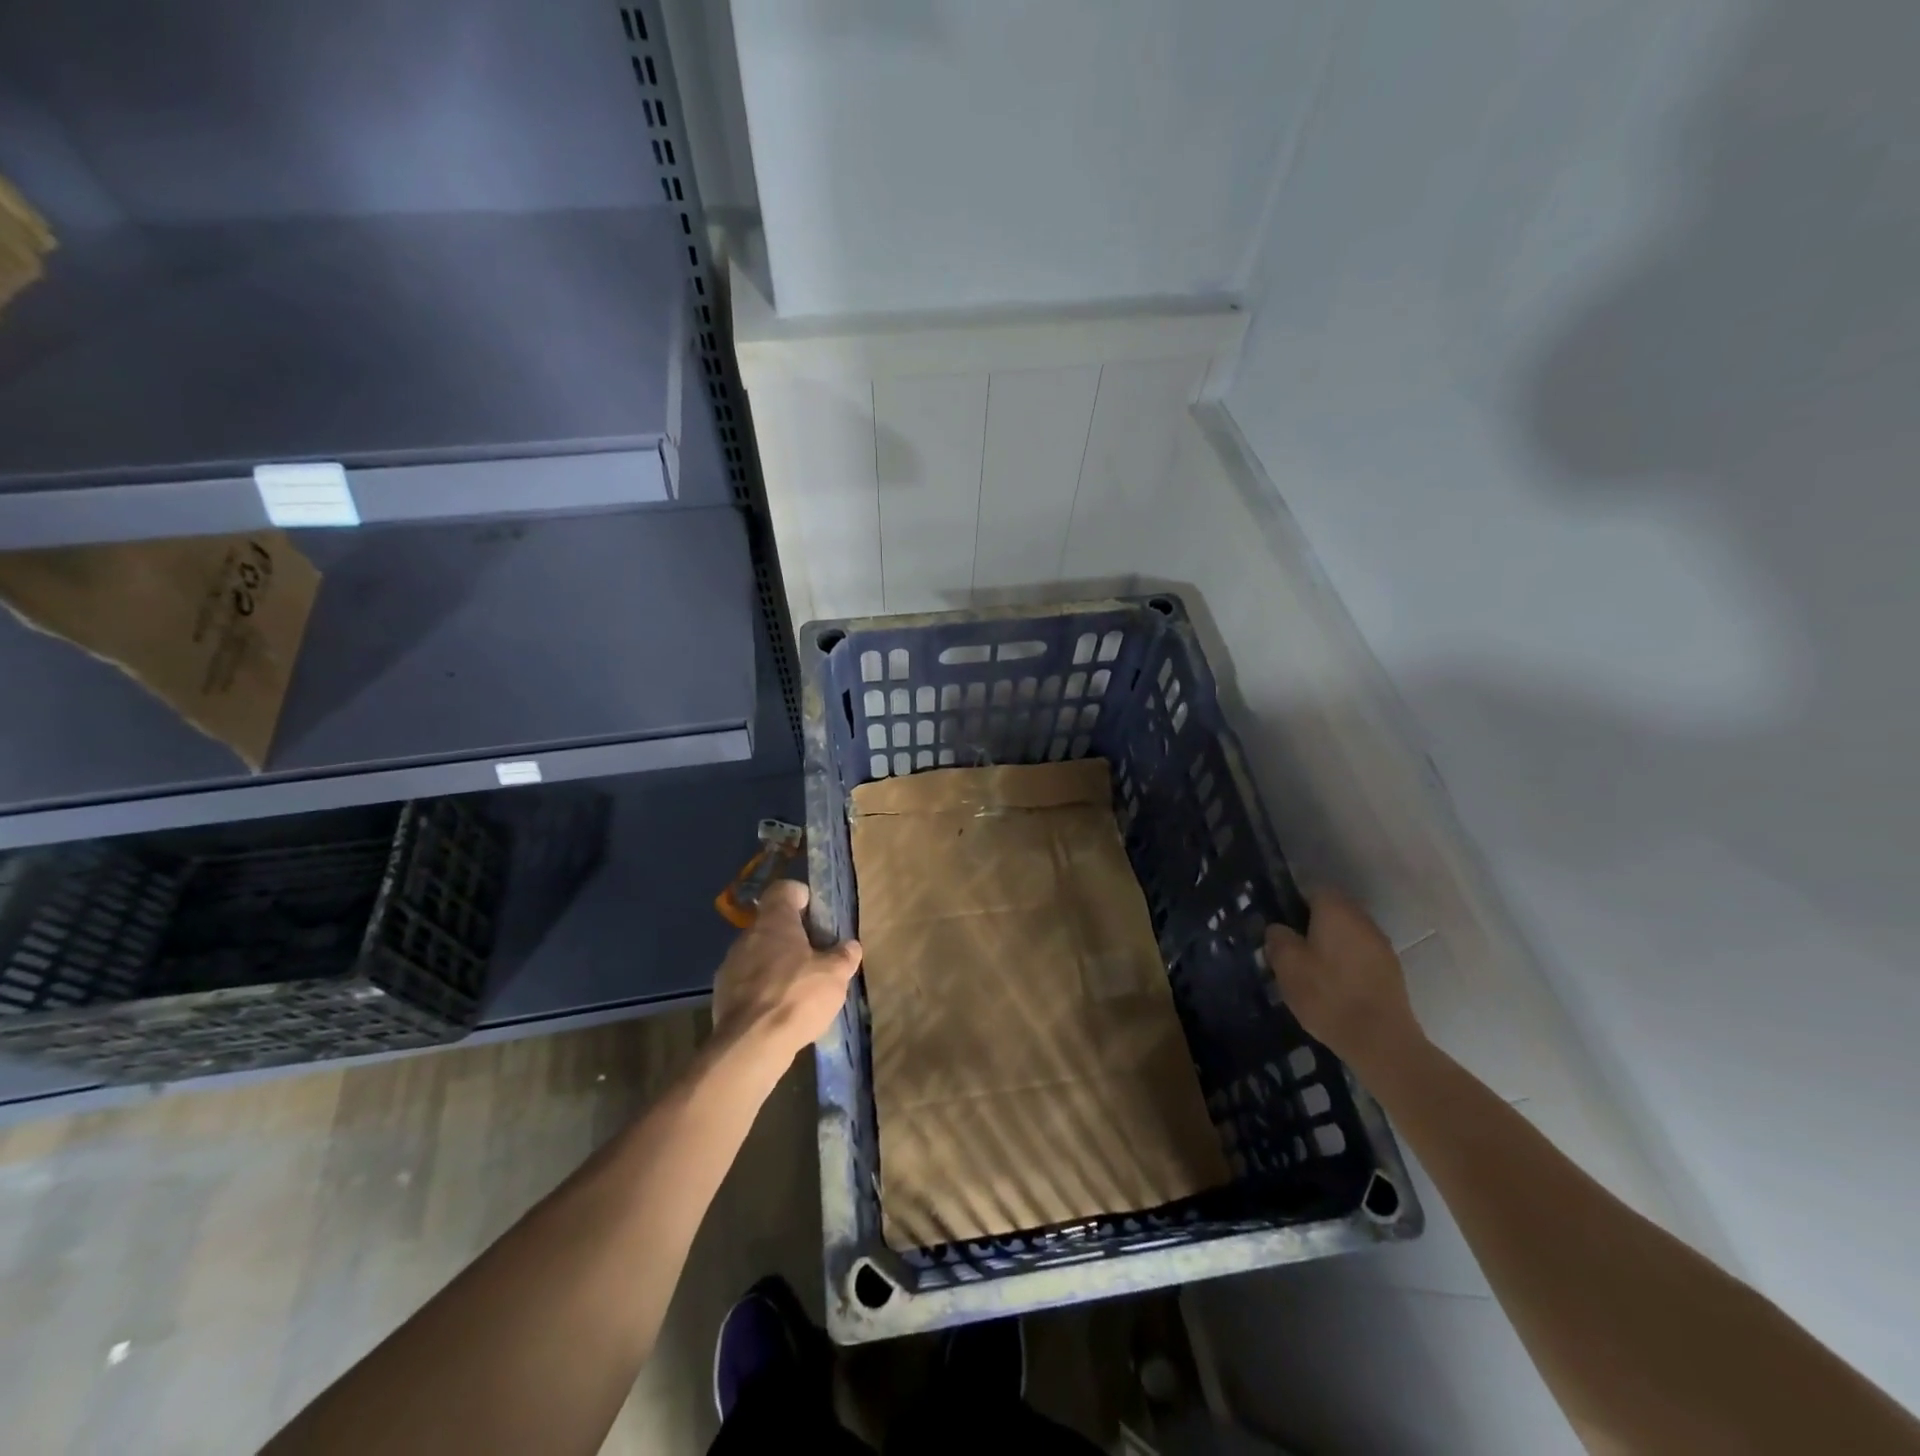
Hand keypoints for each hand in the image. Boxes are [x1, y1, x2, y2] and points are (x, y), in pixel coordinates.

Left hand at [710, 879, 861, 1064]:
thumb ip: (844, 956)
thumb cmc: (797, 997)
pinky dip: (763, 988)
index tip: (814, 912)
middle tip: (815, 955)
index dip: (800, 896)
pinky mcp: (722, 994)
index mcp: (774, 922)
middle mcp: (747, 936)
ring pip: (757, 953)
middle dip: (791, 936)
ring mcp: (730, 965)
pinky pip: (747, 981)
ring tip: (798, 986)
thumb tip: (850, 946)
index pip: (783, 890)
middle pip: (771, 924)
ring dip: (776, 963)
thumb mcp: (835, 975)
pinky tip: (779, 1009)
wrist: (751, 1045)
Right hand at [1264, 890, 1425, 1080]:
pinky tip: (1334, 987)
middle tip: (1292, 950)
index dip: (1293, 904)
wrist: (1381, 1041)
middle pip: (1332, 911)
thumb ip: (1278, 939)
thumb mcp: (1287, 965)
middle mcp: (1363, 920)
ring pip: (1348, 935)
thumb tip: (1279, 929)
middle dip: (1312, 925)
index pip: (1313, 890)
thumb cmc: (1328, 995)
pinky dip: (1347, 964)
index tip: (1280, 927)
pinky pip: (1361, 956)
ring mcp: (1381, 946)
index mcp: (1336, 910)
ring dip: (1331, 946)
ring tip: (1312, 971)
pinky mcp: (1392, 971)